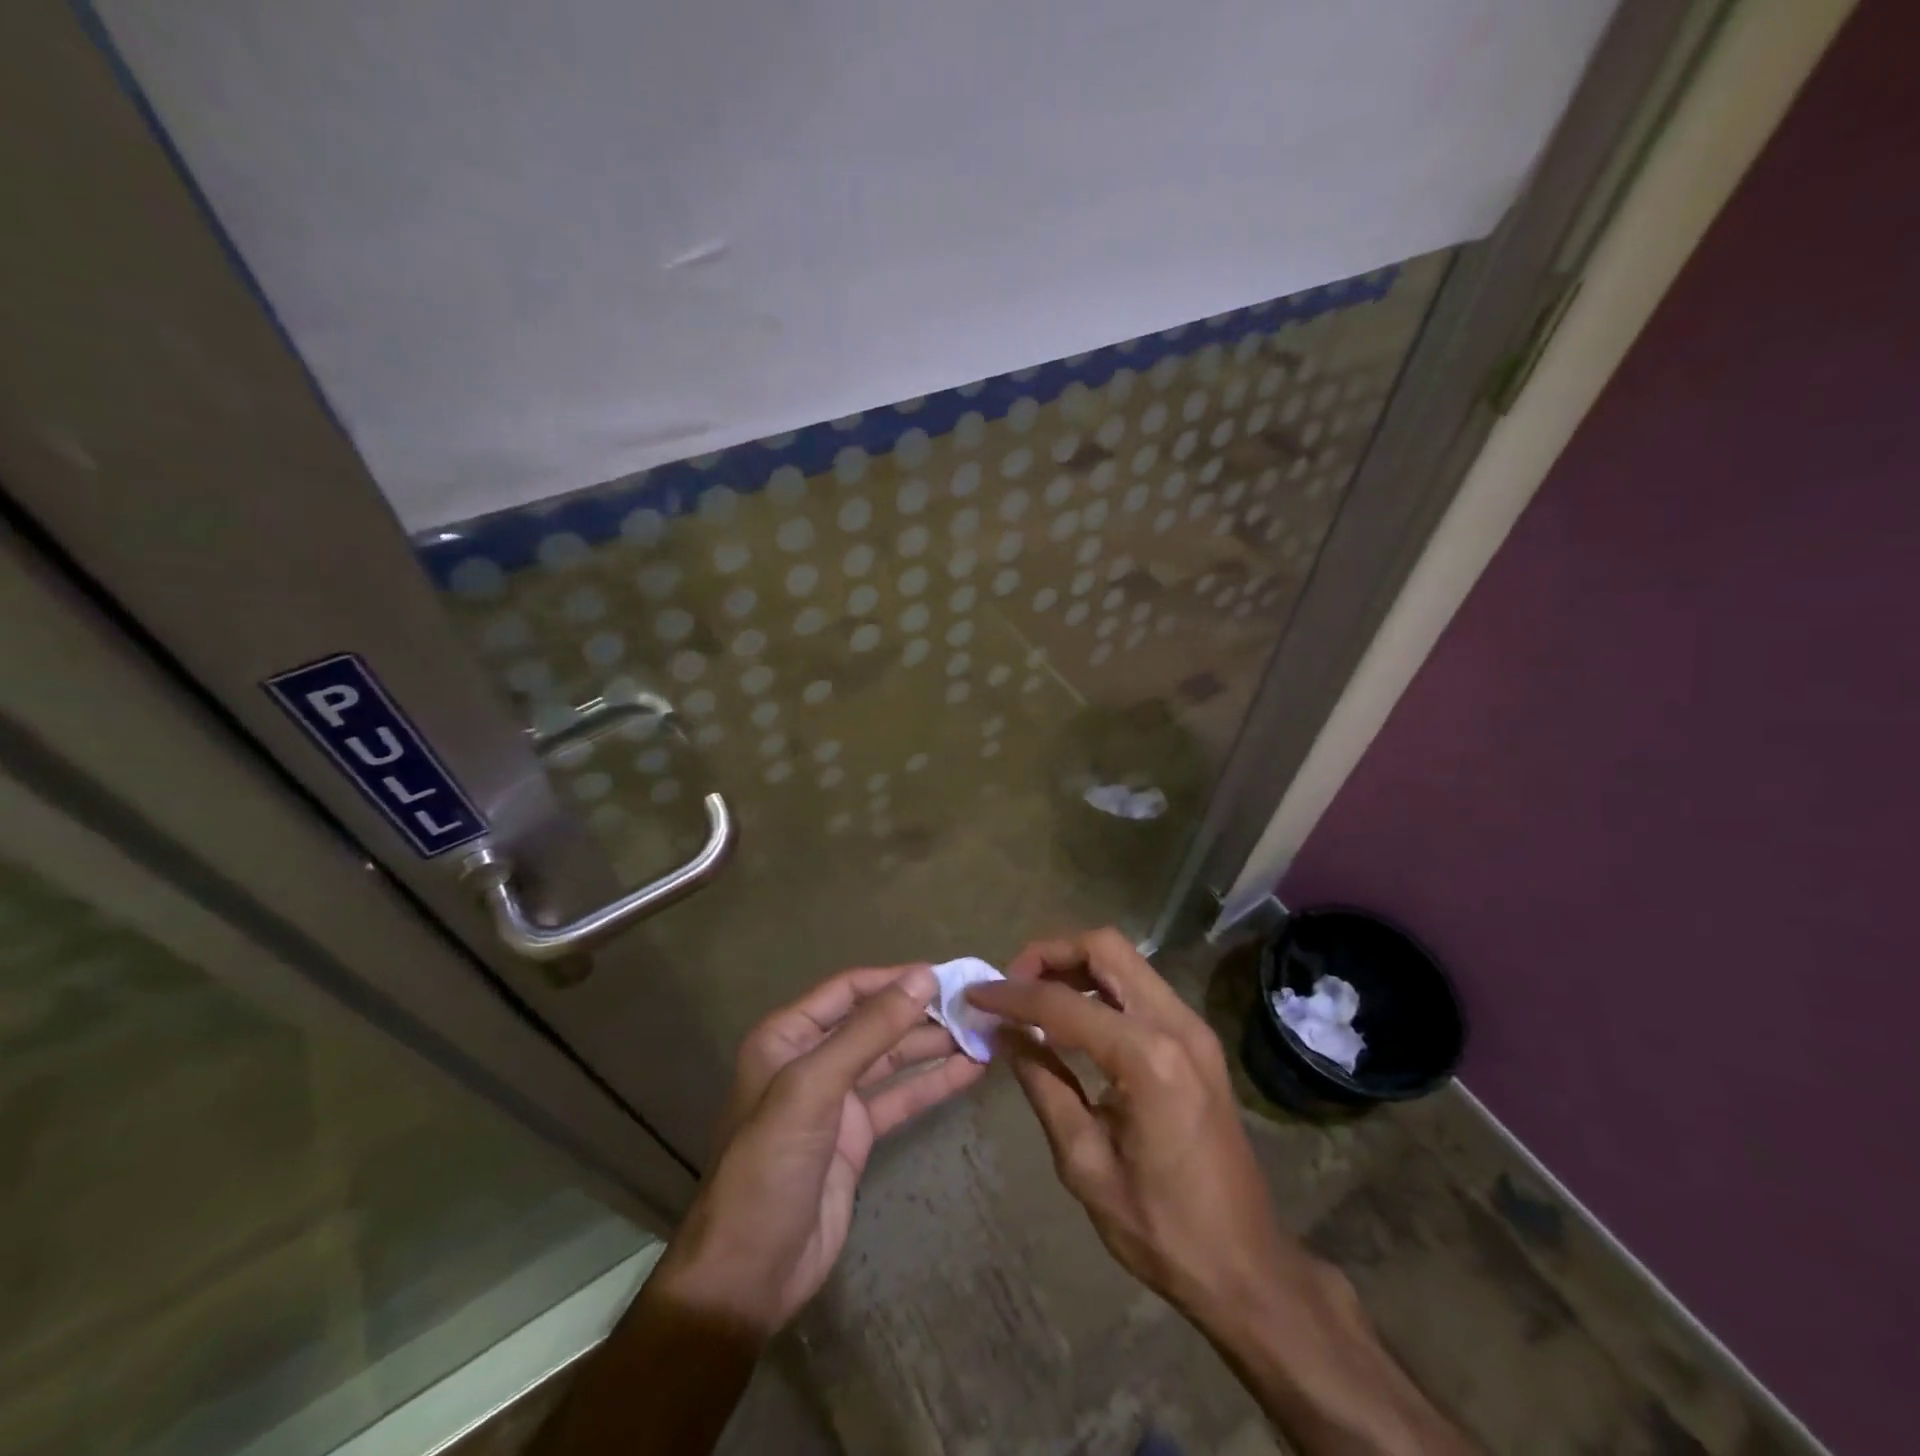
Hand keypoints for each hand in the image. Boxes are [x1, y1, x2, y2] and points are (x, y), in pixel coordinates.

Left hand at [651, 963, 984, 1338]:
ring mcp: (836, 1099)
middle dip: (921, 1013)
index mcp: (787, 1036)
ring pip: (892, 1059)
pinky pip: (900, 1098)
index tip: (945, 975)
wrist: (749, 1273)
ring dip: (934, 1046)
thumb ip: (870, 1031)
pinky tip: (970, 1071)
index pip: (848, 990)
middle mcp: (811, 1059)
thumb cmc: (770, 1164)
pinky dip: (933, 1083)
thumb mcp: (815, 1086)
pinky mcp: (857, 1136)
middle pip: (874, 1022)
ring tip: (982, 1033)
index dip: (894, 979)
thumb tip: (923, 977)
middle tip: (974, 1006)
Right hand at [966, 930, 1318, 1323]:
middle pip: (1106, 947)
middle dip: (1050, 953)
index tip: (975, 995)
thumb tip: (1005, 1033)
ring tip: (1034, 999)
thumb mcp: (1085, 1162)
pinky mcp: (1197, 1039)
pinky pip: (1139, 987)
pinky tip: (1072, 1020)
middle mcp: (1176, 1024)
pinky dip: (1099, 987)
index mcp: (1148, 1059)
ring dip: (1075, 966)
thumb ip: (1043, 1084)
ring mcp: (1193, 1027)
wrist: (1247, 1266)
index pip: (1064, 1004)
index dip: (1012, 996)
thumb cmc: (1162, 1229)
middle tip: (1012, 985)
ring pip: (1125, 960)